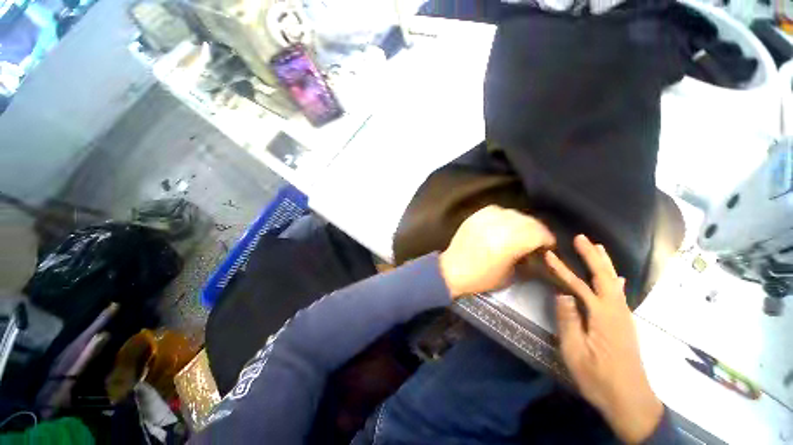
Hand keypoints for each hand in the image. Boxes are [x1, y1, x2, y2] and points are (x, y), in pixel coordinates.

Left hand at [439, 205, 554, 298]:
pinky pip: (496, 210)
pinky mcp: (476, 216)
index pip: (539, 233)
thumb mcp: (509, 275)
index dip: (547, 239)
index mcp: (510, 242)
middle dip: (537, 230)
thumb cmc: (481, 277)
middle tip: (536, 240)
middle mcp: (500, 226)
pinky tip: (502, 224)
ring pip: (513, 213)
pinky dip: (504, 216)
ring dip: (521, 222)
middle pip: (528, 221)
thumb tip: (532, 252)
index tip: (548, 246)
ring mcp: (486, 218)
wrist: (452, 269)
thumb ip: (524, 260)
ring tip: (519, 232)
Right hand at [545, 235, 662, 443]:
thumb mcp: (575, 352)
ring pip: (614, 282)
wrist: (630, 400)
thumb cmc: (598, 377)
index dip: (563, 269)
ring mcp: (623, 317)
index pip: (579, 285)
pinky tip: (617, 277)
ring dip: (605, 263)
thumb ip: (568, 321)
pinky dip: (615, 280)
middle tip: (581, 238)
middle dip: (592, 256)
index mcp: (602, 316)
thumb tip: (562, 294)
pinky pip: (619, 294)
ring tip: (598, 248)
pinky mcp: (624, 324)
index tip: (549, 254)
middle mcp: (616, 311)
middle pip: (604, 276)